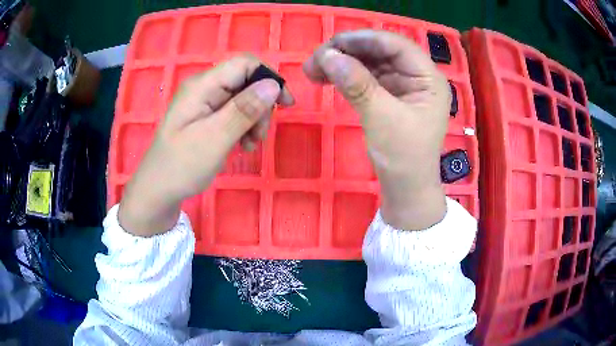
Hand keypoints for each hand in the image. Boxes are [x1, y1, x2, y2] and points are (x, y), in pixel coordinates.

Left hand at [119, 55, 293, 236]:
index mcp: (202, 85)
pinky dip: (243, 127)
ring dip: (253, 119)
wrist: (157, 190)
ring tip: (249, 145)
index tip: (285, 104)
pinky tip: (241, 145)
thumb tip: (273, 85)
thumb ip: (244, 110)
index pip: (244, 64)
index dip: (269, 77)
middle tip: (260, 136)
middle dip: (260, 105)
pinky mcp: (205, 117)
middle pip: (245, 81)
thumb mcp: (215, 139)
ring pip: (242, 98)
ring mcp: (203, 102)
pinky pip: (232, 113)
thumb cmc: (181, 166)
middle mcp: (204, 88)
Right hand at [304, 30, 449, 229]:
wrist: (405, 190)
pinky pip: (366, 77)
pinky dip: (346, 76)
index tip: (332, 44)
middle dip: (348, 51)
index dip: (364, 39)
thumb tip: (328, 56)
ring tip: (313, 69)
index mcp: (428, 78)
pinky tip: (327, 77)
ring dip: (343, 62)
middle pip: (381, 51)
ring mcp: (403, 86)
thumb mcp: (381, 118)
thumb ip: (357, 84)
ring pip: (370, 62)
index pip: (397, 45)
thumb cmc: (403, 158)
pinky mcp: (389, 96)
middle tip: (315, 59)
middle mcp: (418, 77)